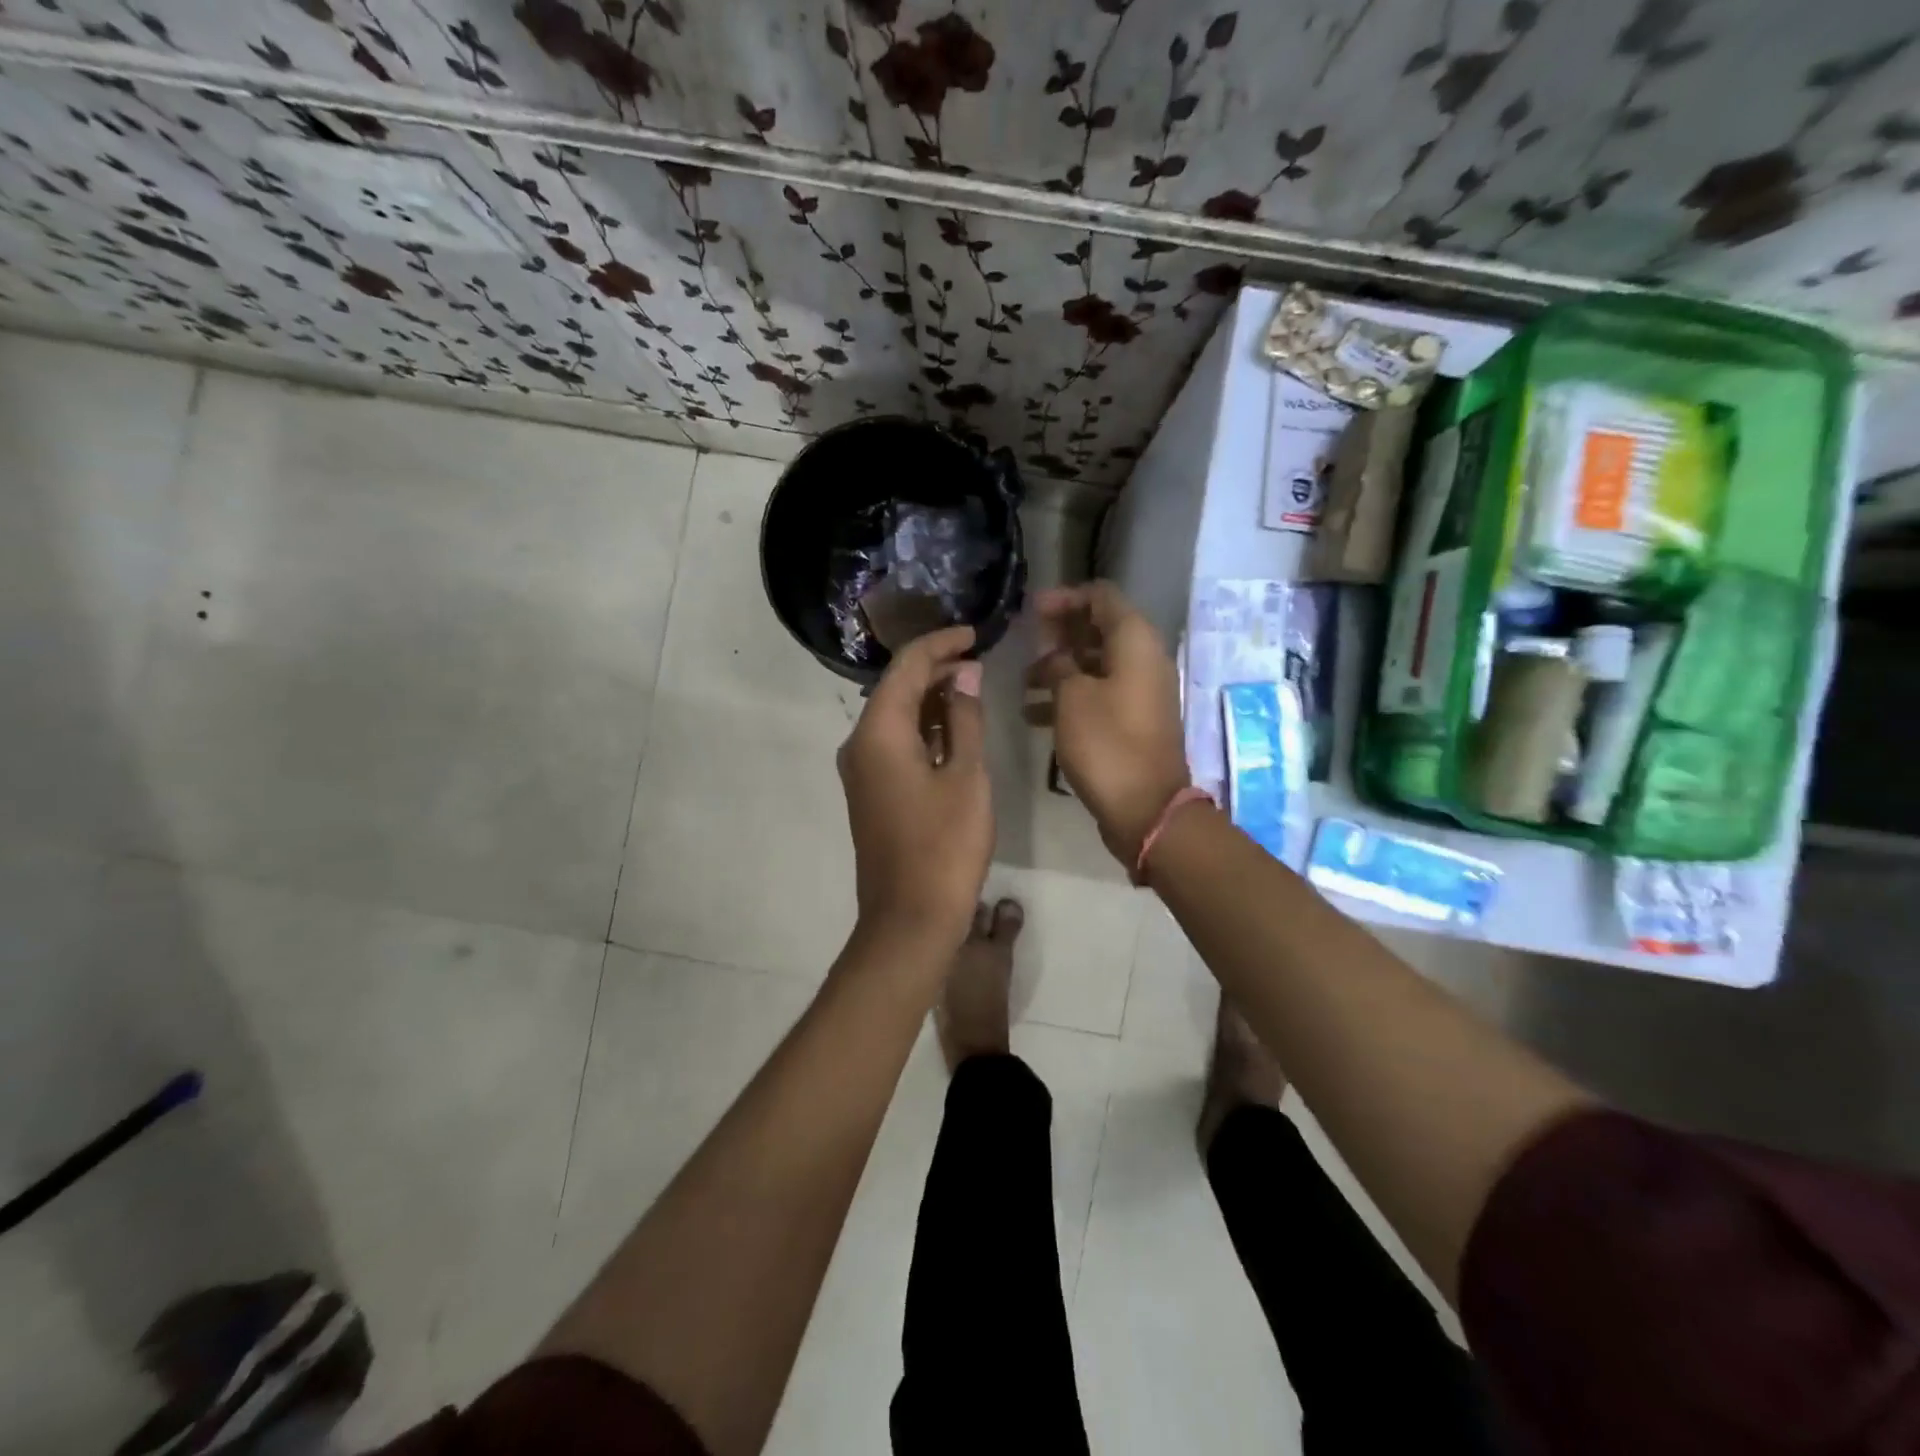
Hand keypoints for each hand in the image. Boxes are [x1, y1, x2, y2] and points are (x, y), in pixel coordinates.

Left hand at [839, 625, 992, 950]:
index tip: (974, 633)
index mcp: (879, 732)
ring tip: (972, 686)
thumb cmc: (945, 846)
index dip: (940, 644)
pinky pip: (895, 743)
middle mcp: (860, 744)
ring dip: (931, 699)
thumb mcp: (966, 776)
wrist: (910, 919)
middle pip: (896, 688)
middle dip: (935, 669)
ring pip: (896, 716)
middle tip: (978, 659)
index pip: (907, 667)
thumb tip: (965, 675)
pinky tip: (954, 728)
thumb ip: (964, 719)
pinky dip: (924, 729)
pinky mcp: (872, 792)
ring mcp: (862, 770)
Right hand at [1027, 582, 1190, 867]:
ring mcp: (1140, 692)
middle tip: (1027, 646)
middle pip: (1099, 629)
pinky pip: (1099, 694)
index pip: (1102, 597)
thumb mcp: (1072, 697)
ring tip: (1024, 684)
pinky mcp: (1133, 720)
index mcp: (1135, 641)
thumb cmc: (1106, 743)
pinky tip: (1033, 715)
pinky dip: (1069, 697)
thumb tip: (1056, 657)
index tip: (1032, 612)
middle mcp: (1143, 659)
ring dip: (1060, 668)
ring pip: (1096, 664)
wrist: (1145, 807)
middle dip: (1060, 635)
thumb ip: (1059, 665)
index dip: (1066, 598)